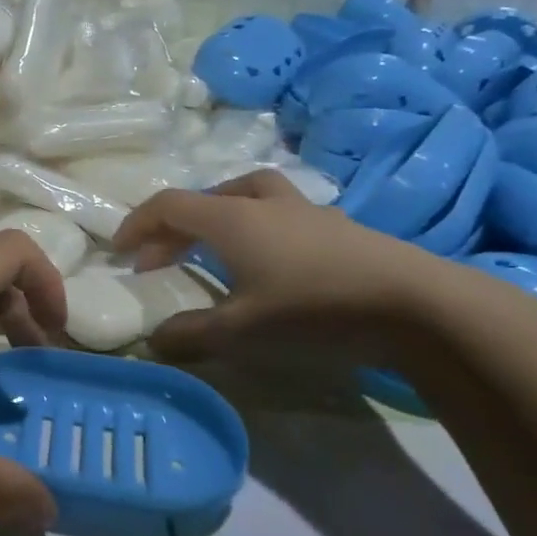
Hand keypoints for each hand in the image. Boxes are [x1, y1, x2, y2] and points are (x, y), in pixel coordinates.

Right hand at [113, 169, 452, 362]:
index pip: (169, 205)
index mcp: (232, 219)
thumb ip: (190, 335)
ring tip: (211, 245)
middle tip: (157, 260)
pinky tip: (269, 260)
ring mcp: (305, 211)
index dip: (137, 224)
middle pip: (204, 199)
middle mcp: (263, 204)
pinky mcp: (337, 227)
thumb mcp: (241, 332)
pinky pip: (279, 212)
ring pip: (246, 195)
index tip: (119, 251)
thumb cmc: (314, 309)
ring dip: (216, 216)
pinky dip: (255, 227)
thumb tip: (153, 340)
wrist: (417, 304)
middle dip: (171, 228)